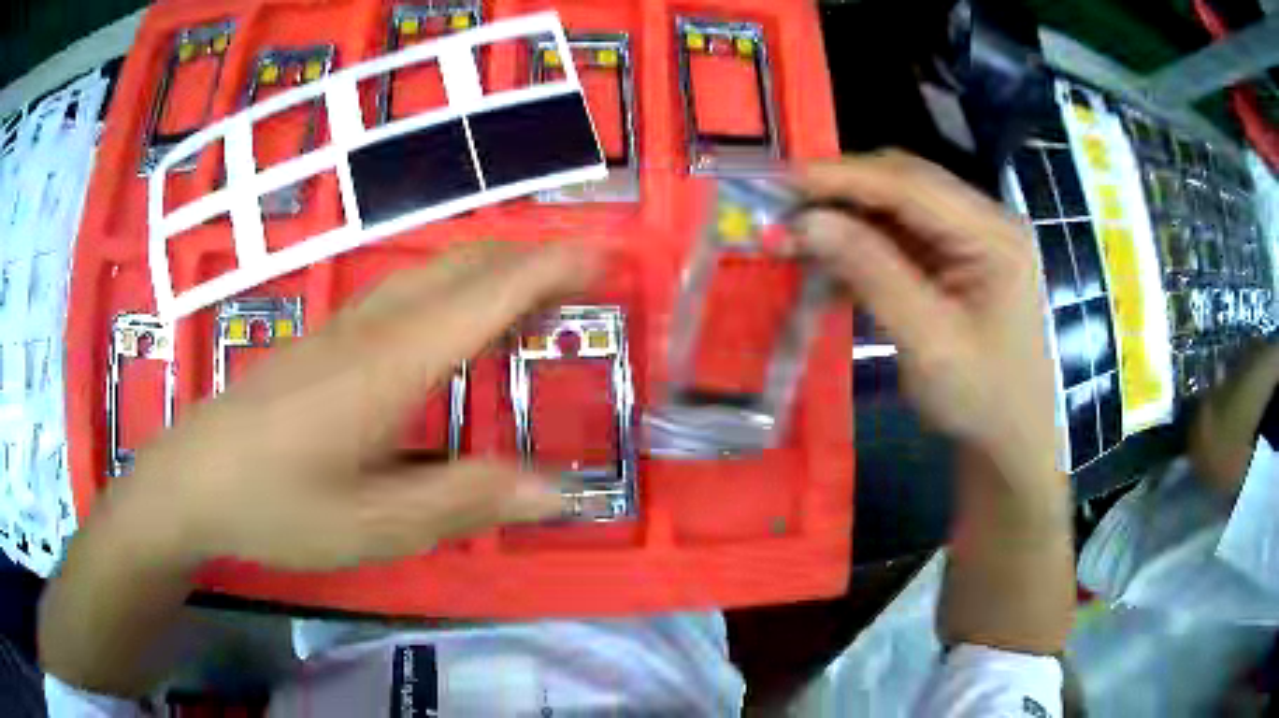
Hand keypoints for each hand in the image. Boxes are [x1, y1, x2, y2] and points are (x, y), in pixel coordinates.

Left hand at [113, 242, 595, 569]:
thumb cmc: (277, 506)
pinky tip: (455, 324)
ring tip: (536, 297)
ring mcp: (343, 328)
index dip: (553, 270)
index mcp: (391, 364)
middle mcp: (372, 328)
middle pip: (462, 266)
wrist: (192, 481)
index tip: (606, 256)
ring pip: (431, 274)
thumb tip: (560, 492)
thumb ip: (468, 500)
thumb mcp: (376, 525)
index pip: (488, 295)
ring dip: (492, 272)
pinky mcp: (324, 341)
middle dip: (531, 260)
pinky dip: (453, 291)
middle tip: (586, 277)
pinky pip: (405, 294)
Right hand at [795, 151, 1057, 482]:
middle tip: (785, 209)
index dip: (846, 177)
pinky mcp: (956, 259)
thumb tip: (808, 222)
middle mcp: (985, 221)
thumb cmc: (981, 399)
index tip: (784, 182)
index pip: (912, 185)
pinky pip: (901, 236)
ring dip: (848, 216)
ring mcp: (971, 238)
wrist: (1010, 440)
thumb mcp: (929, 343)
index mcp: (994, 235)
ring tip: (798, 235)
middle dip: (843, 191)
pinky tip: (831, 262)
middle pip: (905, 183)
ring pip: (898, 206)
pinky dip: (863, 244)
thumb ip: (872, 274)